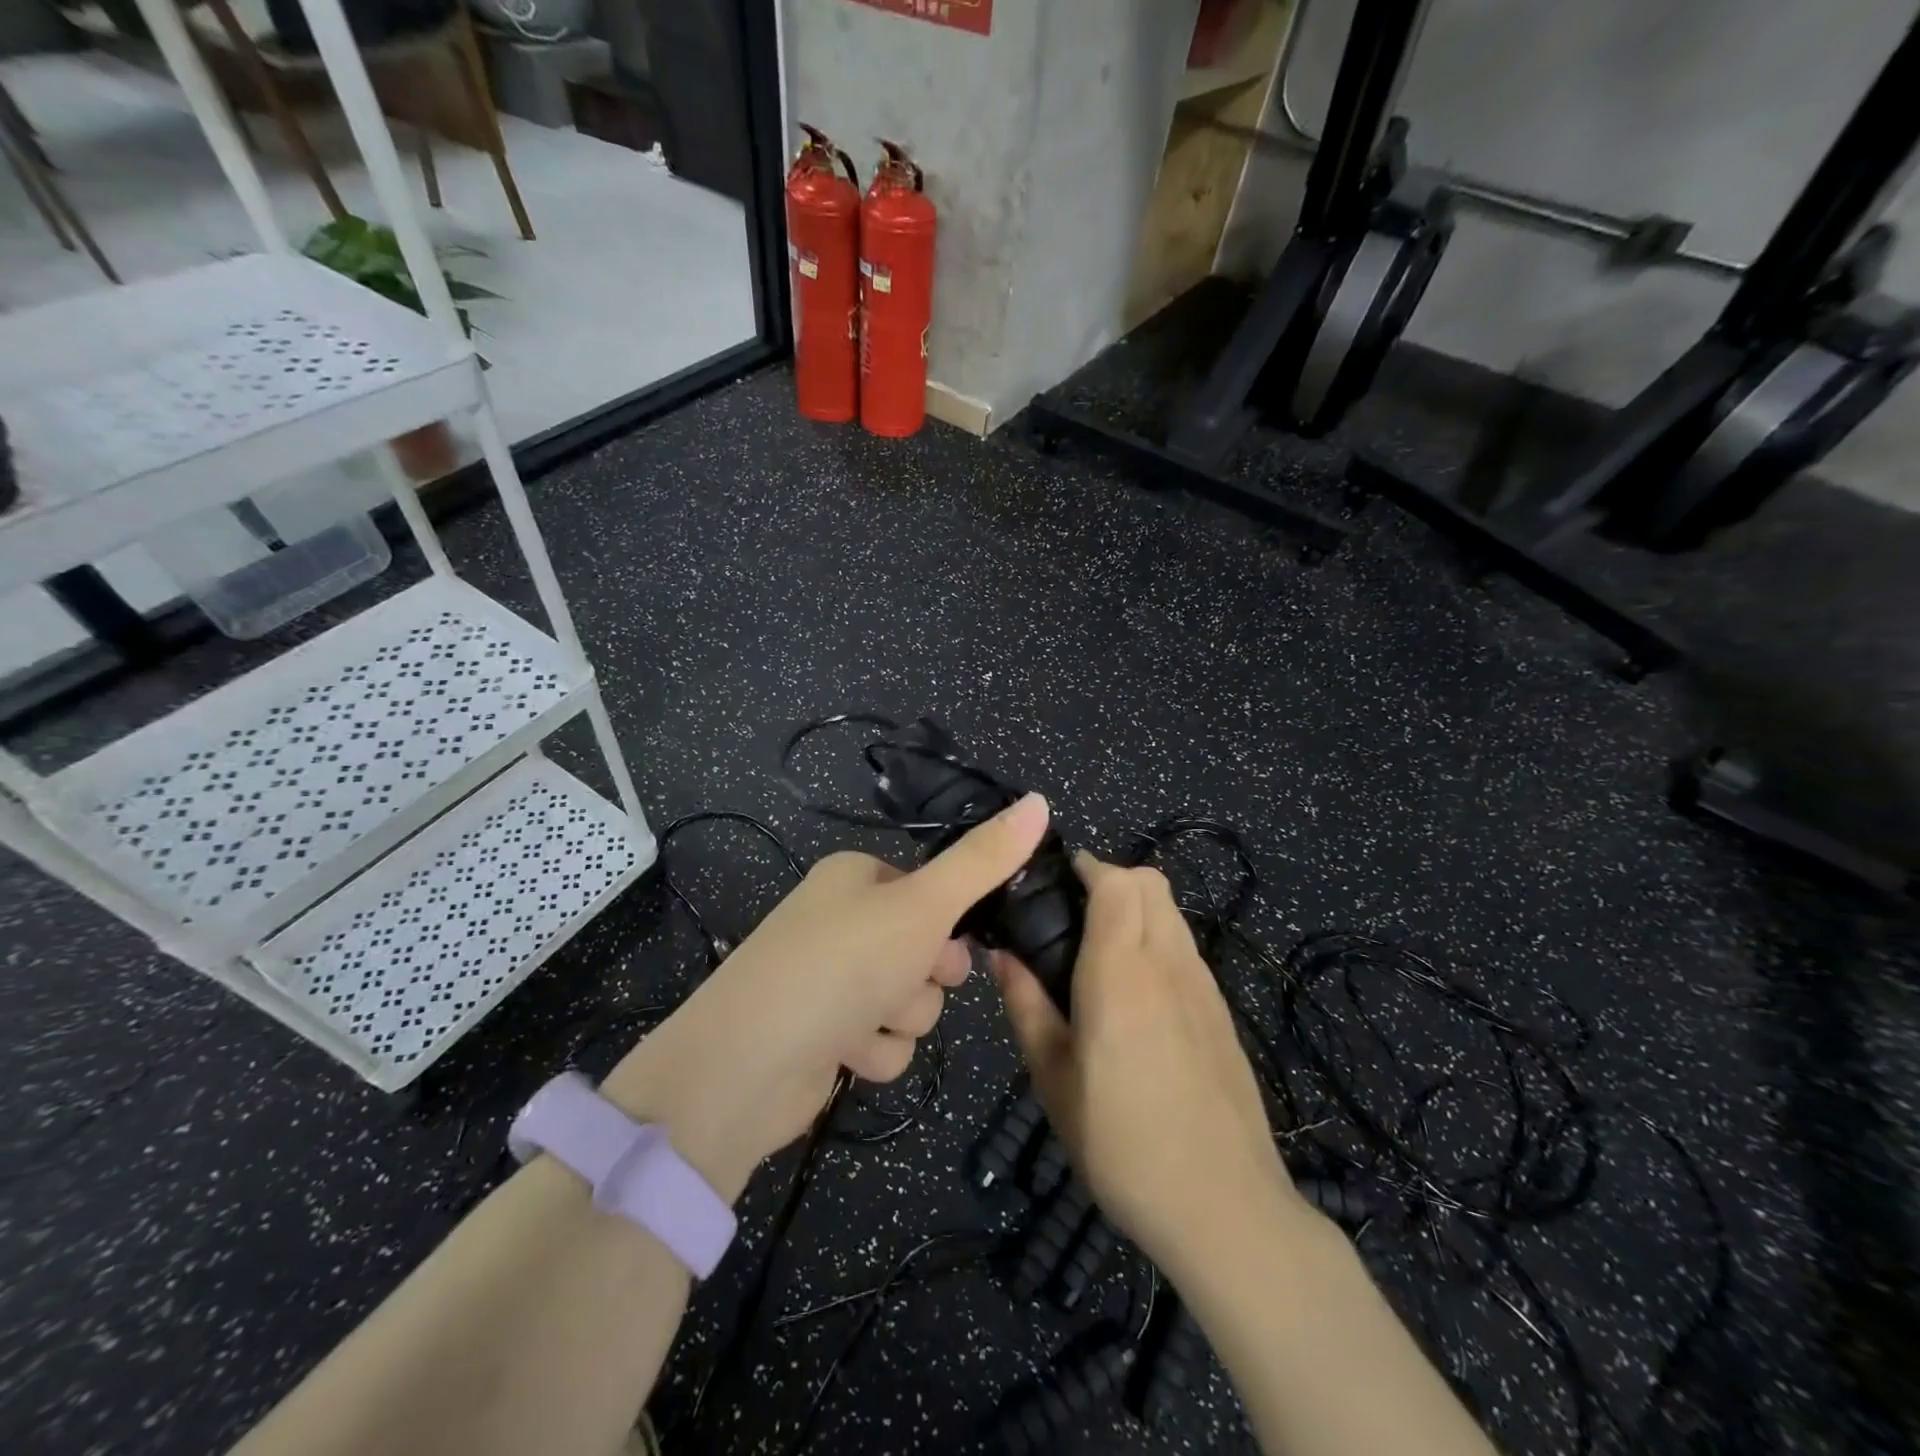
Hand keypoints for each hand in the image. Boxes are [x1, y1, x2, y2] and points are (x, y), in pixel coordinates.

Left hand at [603, 793, 1052, 1200]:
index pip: (933, 891)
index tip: (954, 940)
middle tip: (909, 978)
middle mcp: (842, 922)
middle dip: (926, 977)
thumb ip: (985, 860)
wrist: (747, 1065)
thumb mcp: (924, 905)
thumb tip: (1041, 799)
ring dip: (900, 1018)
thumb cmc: (843, 963)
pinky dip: (873, 1050)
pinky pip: (882, 1041)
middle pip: (927, 950)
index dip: (952, 921)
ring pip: (910, 1001)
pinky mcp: (825, 1035)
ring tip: (865, 1020)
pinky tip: (844, 1052)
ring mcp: (831, 980)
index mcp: (857, 877)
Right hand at [992, 852, 1306, 1282]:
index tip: (1056, 881)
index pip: (1117, 881)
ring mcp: (1204, 985)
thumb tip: (1001, 955)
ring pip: (1172, 912)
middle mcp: (1168, 962)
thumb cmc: (1122, 1142)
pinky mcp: (1222, 1011)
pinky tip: (1139, 996)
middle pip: (1151, 882)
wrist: (1226, 1206)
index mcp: (1121, 971)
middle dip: (1112, 879)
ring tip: (1102, 954)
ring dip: (1138, 908)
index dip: (1087, 866)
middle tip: (1073, 918)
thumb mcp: (1053, 1079)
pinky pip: (1187, 948)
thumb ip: (1026, 1006)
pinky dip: (1160, 941)